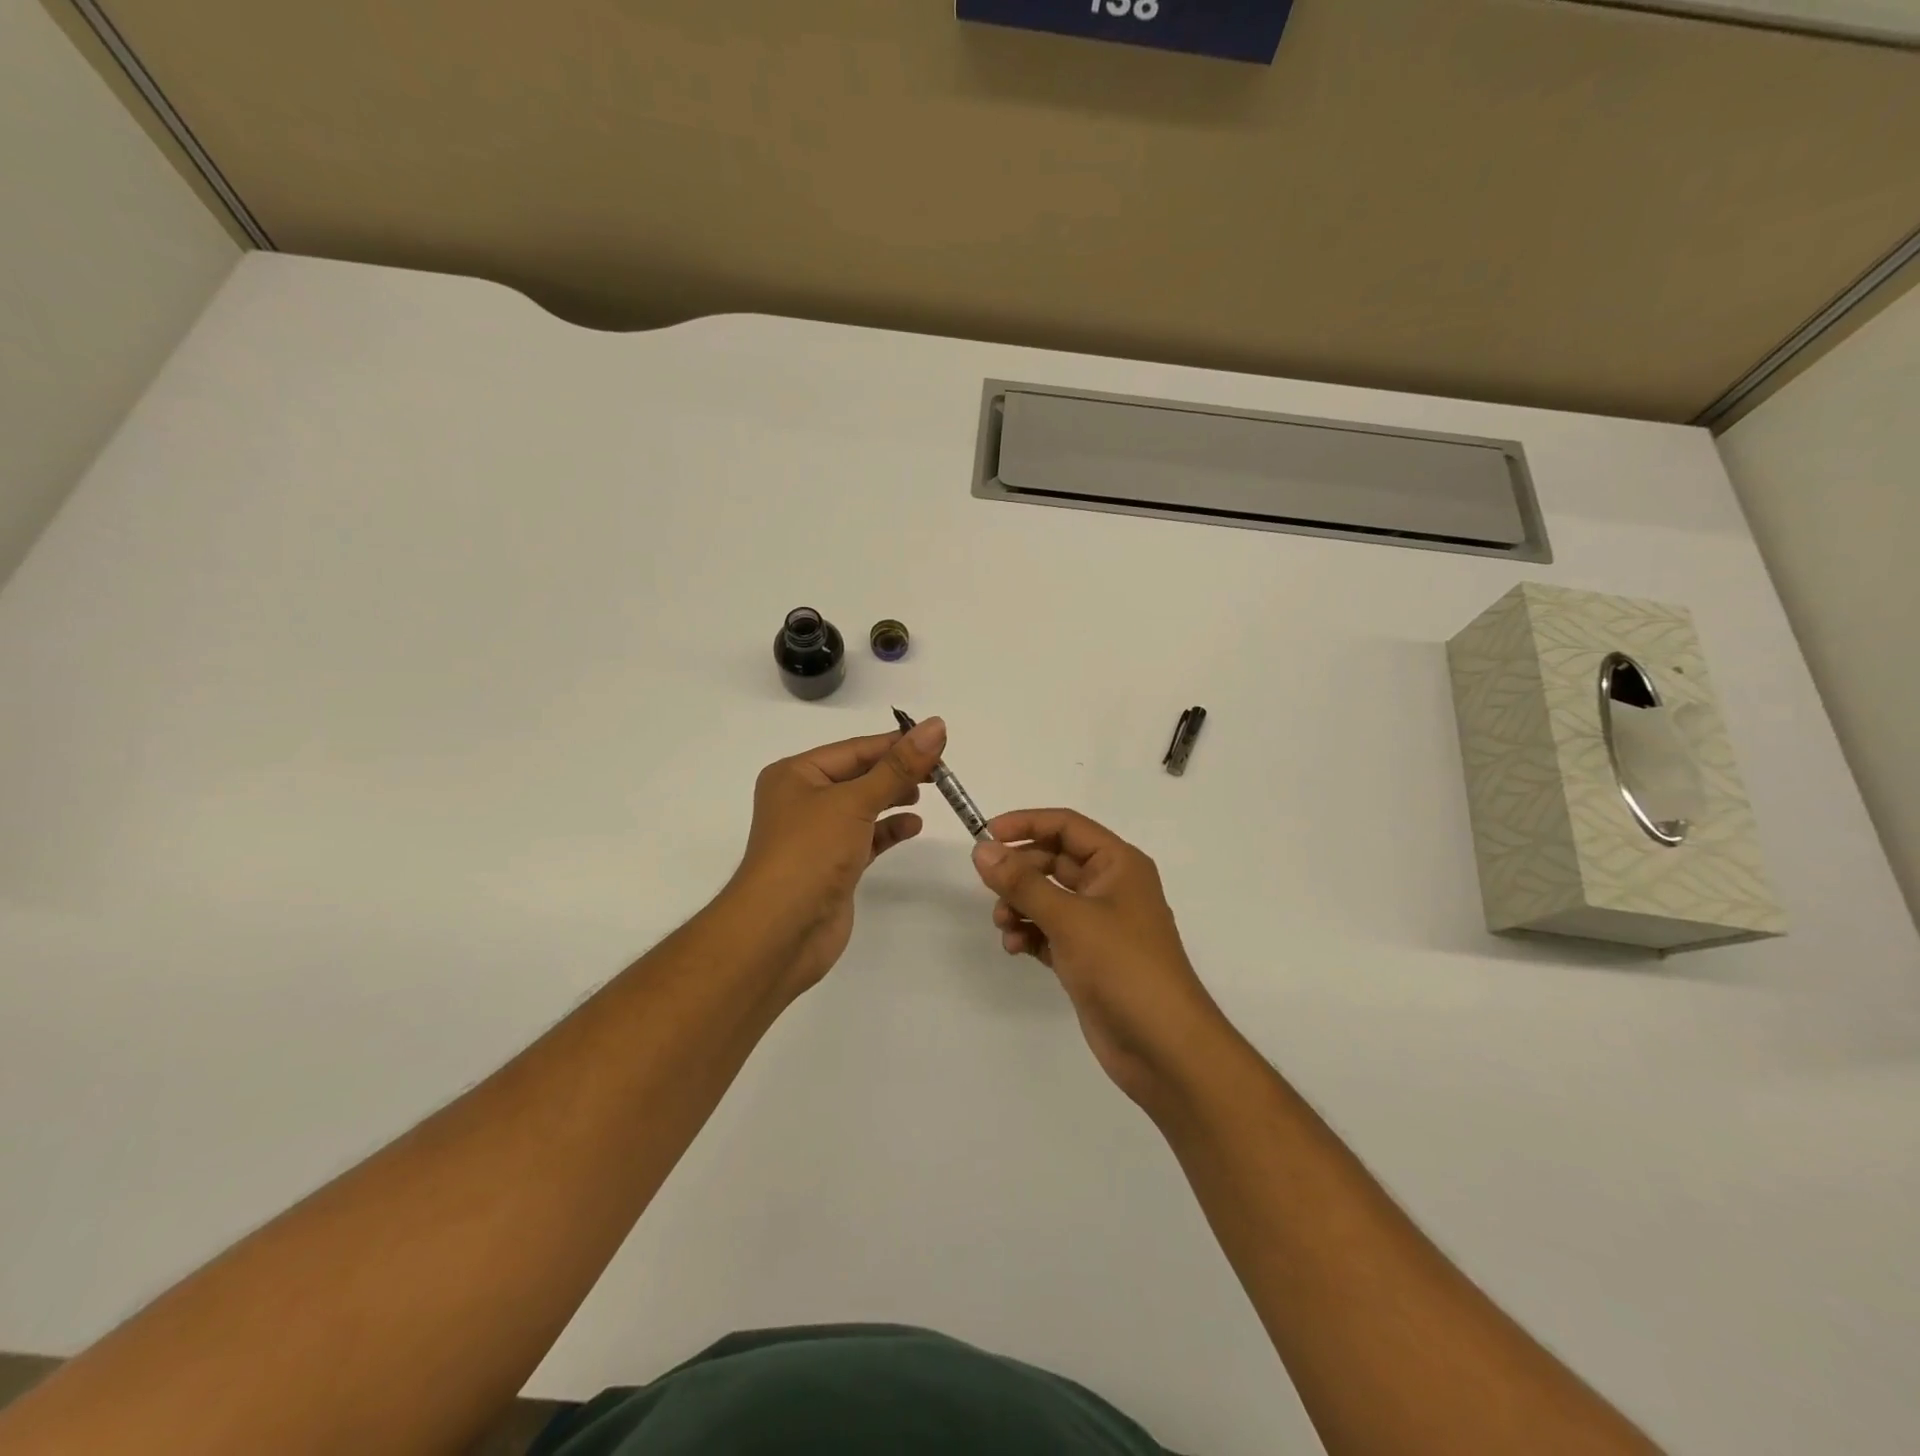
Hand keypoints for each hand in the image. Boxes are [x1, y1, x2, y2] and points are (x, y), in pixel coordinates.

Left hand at [726, 717, 947, 995]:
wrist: (781, 932)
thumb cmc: (810, 853)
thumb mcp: (855, 801)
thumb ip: (898, 766)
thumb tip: (936, 726)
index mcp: (796, 774)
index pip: (854, 749)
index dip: (895, 743)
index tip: (937, 739)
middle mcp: (803, 800)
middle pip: (859, 775)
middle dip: (898, 771)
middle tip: (941, 771)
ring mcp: (817, 835)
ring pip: (864, 806)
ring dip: (894, 798)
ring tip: (929, 794)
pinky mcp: (833, 865)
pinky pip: (867, 837)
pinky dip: (889, 829)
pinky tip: (913, 826)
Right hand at [972, 809, 1231, 1109]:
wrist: (1163, 1047)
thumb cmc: (1123, 967)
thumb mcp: (1069, 918)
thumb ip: (1021, 883)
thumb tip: (981, 850)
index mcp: (1118, 864)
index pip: (1066, 826)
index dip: (1025, 824)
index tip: (985, 835)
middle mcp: (1110, 887)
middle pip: (1054, 861)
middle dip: (1019, 872)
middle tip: (989, 887)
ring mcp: (1099, 924)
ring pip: (1048, 898)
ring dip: (1020, 905)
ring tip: (1004, 925)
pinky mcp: (1088, 958)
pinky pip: (1049, 931)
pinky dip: (1029, 934)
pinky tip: (1014, 947)